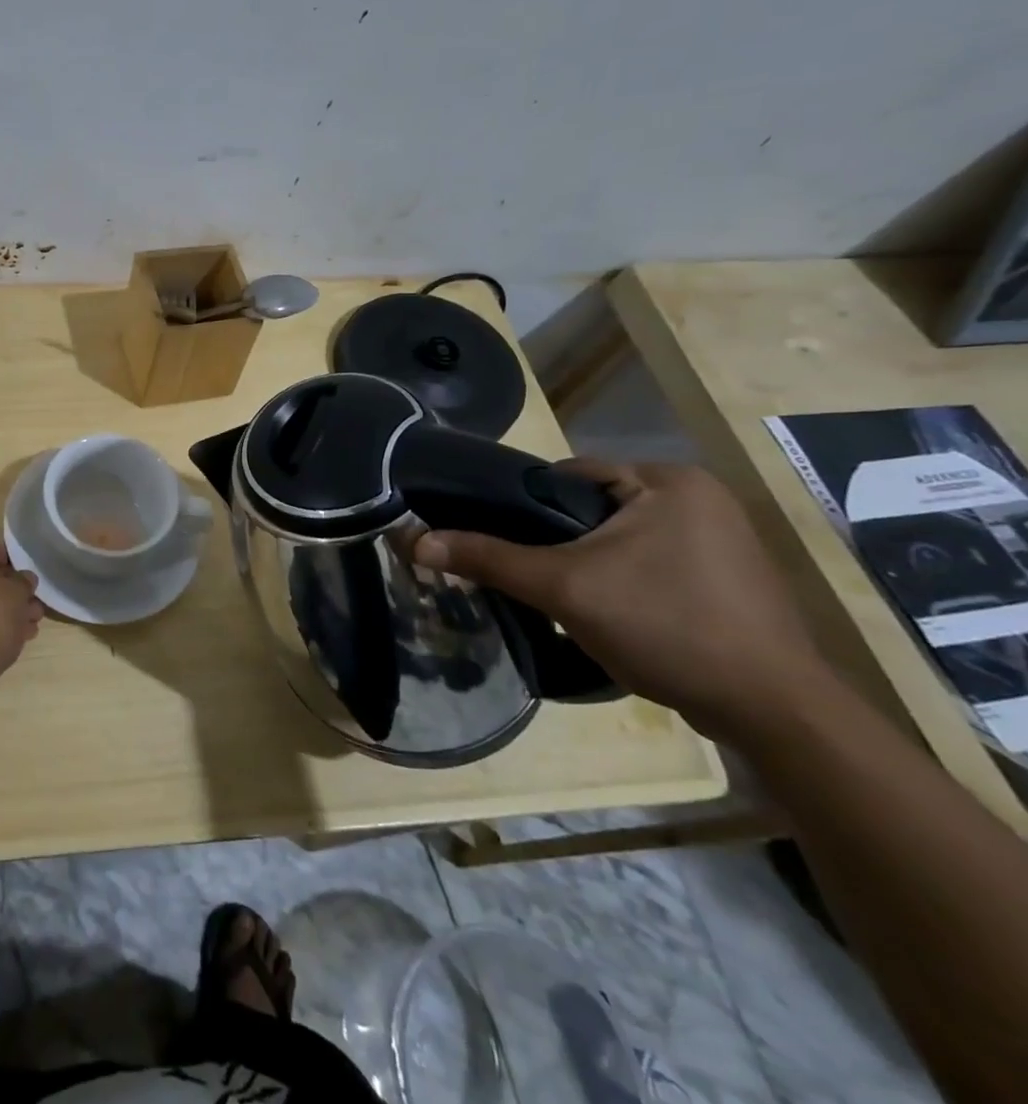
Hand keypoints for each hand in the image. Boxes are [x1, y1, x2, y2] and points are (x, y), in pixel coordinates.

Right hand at [412, 460, 828, 740]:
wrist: (773, 712)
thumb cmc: (667, 626)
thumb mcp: (563, 588)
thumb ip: (488, 558)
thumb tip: (415, 541)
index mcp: (668, 480)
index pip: (567, 476)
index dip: (521, 506)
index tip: (493, 538)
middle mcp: (700, 499)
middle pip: (591, 509)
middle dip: (554, 542)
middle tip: (522, 573)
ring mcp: (721, 541)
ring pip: (618, 540)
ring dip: (586, 564)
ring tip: (557, 597)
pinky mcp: (728, 580)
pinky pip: (649, 564)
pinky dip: (620, 582)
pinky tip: (607, 615)